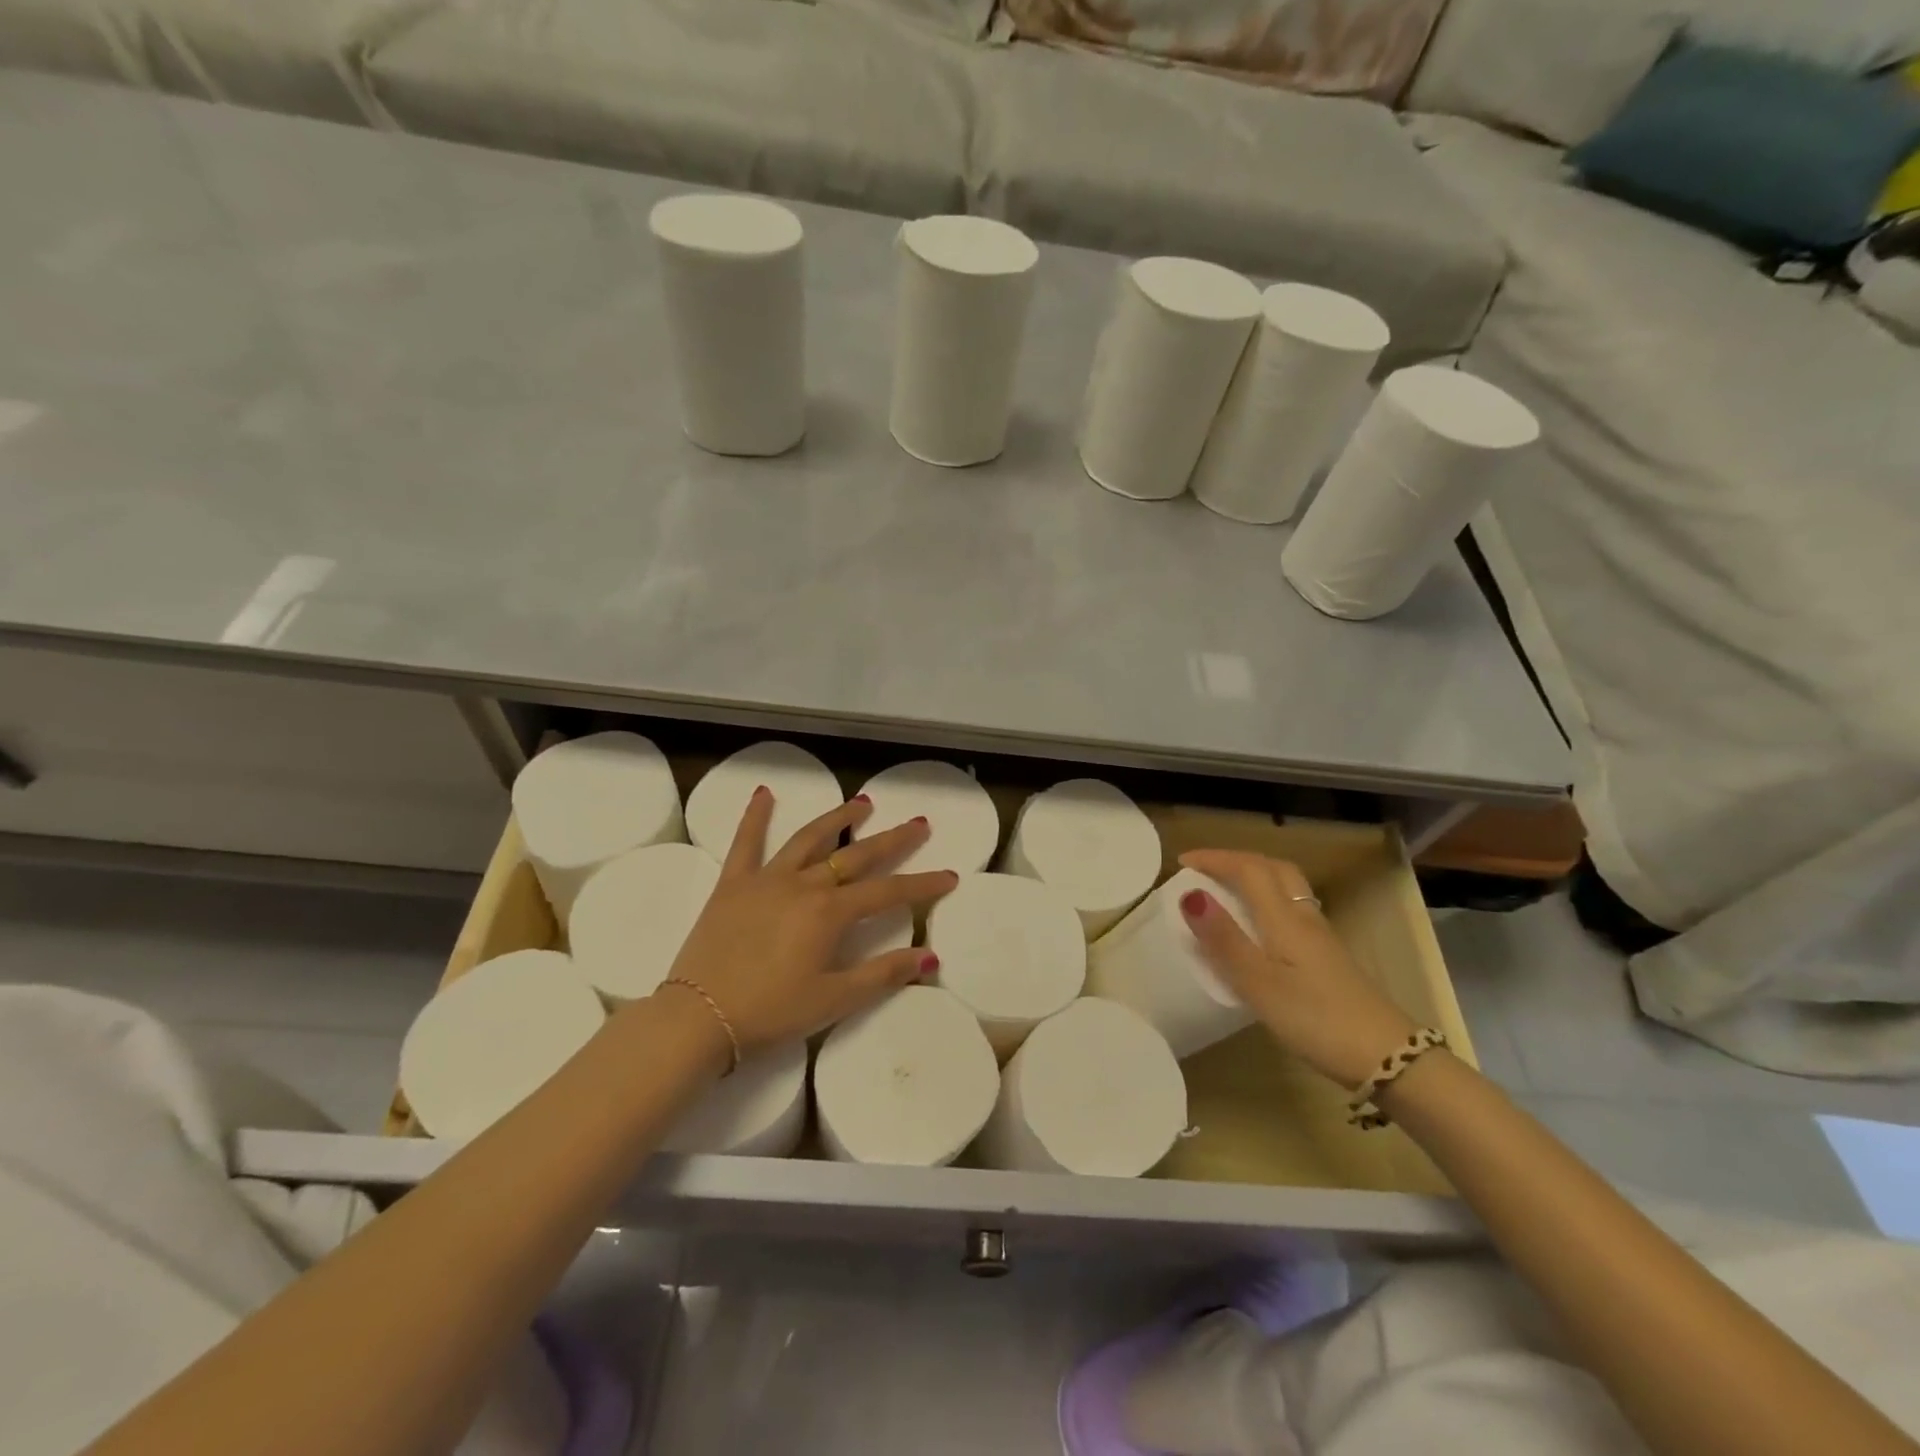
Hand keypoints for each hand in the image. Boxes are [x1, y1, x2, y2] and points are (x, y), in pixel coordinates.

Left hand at [658, 788, 957, 1054]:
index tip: (949, 876)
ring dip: (838, 818)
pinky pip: (746, 843)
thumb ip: (882, 974)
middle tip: (919, 822)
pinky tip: (764, 793)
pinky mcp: (733, 884)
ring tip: (863, 803)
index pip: (888, 892)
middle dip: (892, 839)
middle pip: (856, 856)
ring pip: (809, 839)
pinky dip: (755, 816)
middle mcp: (803, 884)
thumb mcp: (833, 1000)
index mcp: (830, 913)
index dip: (922, 885)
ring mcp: (766, 879)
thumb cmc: (771, 1013)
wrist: (697, 1017)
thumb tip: (930, 956)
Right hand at [1176, 849, 1417, 1088]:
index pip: (1248, 869)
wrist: (1388, 1057)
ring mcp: (1321, 937)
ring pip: (1287, 888)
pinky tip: (1258, 927)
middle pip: (1274, 869)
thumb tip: (1190, 895)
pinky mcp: (1328, 958)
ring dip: (1255, 877)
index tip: (1182, 862)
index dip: (1214, 858)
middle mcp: (1304, 917)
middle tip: (1206, 869)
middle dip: (1237, 860)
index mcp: (1284, 918)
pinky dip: (1268, 901)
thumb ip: (1224, 939)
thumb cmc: (1316, 1019)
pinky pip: (1292, 910)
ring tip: (1227, 890)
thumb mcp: (1259, 983)